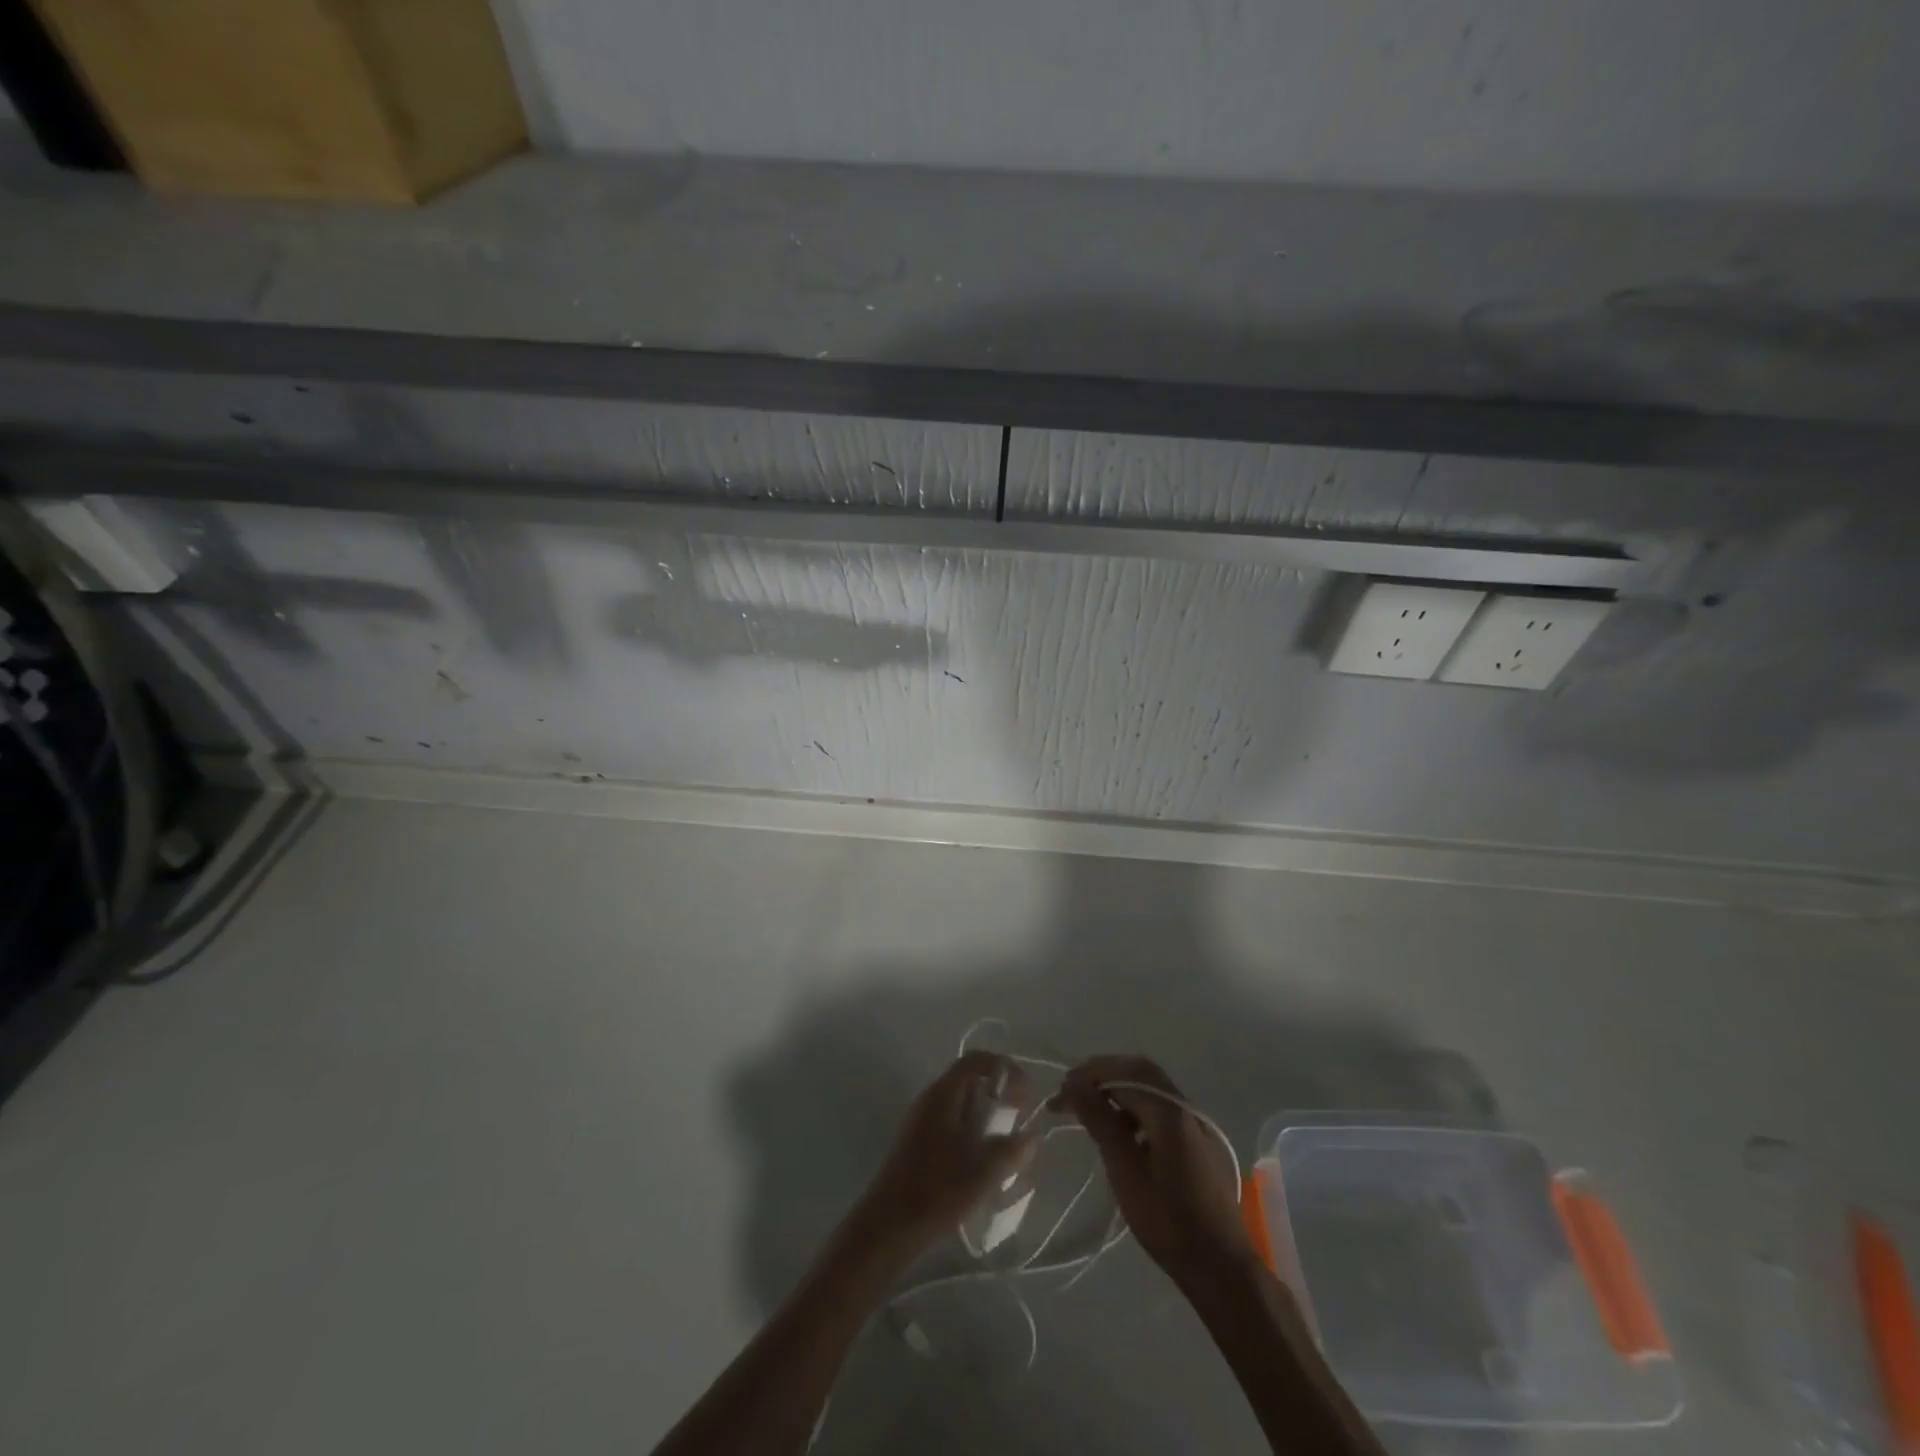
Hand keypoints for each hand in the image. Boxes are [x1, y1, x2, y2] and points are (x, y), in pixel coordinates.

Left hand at [843, 1051, 1034, 1266]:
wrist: (888, 1227)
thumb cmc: (936, 1190)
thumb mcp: (983, 1171)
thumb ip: (1013, 1149)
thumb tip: (1032, 1136)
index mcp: (943, 1094)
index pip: (977, 1060)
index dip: (1005, 1069)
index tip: (1025, 1095)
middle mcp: (930, 1099)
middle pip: (971, 1081)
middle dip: (1000, 1097)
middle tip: (1019, 1123)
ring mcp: (922, 1122)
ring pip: (963, 1106)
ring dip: (988, 1119)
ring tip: (1007, 1148)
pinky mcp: (920, 1145)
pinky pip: (953, 1126)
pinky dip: (973, 1135)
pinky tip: (984, 1165)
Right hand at [1059, 1054, 1252, 1284]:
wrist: (1221, 1267)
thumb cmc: (1168, 1220)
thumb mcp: (1125, 1171)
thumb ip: (1101, 1122)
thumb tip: (1076, 1086)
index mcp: (1169, 1111)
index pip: (1122, 1074)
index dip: (1088, 1076)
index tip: (1060, 1092)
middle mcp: (1184, 1107)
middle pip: (1139, 1071)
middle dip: (1103, 1074)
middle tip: (1073, 1089)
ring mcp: (1195, 1123)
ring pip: (1151, 1087)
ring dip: (1119, 1089)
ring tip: (1091, 1108)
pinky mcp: (1198, 1140)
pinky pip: (1161, 1107)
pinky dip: (1136, 1106)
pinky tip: (1121, 1130)